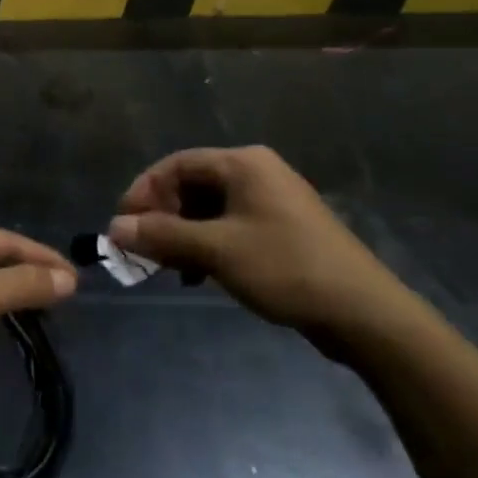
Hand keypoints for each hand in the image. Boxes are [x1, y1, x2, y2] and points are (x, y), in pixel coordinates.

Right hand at [111, 146, 413, 337]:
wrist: (363, 312)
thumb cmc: (285, 268)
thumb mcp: (216, 250)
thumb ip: (163, 235)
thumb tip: (115, 228)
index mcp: (243, 164)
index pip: (177, 164)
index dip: (144, 191)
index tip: (123, 224)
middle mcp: (256, 173)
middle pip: (191, 185)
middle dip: (161, 217)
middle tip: (140, 249)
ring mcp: (270, 202)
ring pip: (208, 209)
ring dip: (181, 235)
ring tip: (165, 267)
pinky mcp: (280, 229)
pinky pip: (228, 227)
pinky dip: (205, 245)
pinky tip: (196, 275)